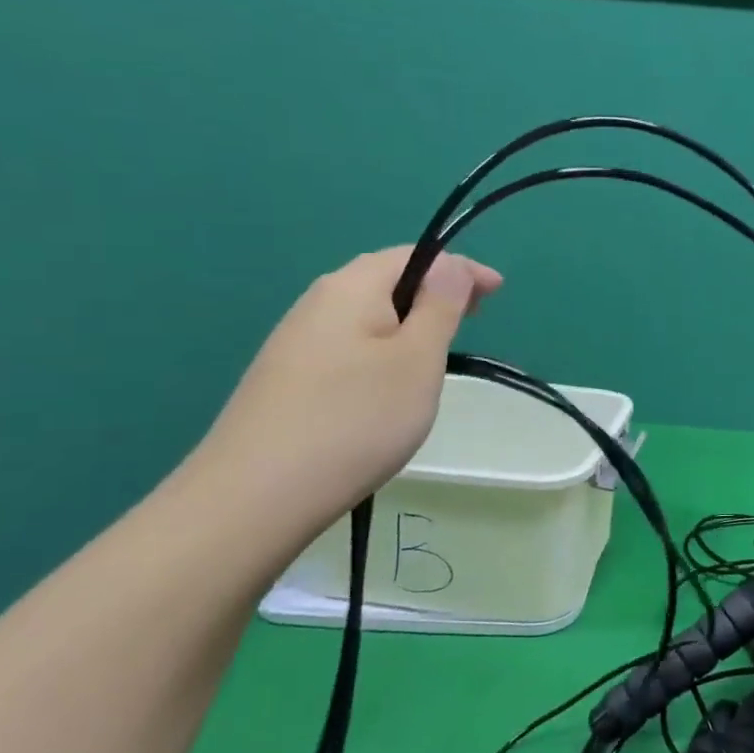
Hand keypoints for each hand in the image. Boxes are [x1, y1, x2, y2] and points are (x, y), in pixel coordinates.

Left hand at [180, 247, 500, 549]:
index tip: (497, 292)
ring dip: (408, 322)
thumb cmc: (356, 420)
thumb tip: (449, 265)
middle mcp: (317, 302)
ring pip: (365, 315)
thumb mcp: (417, 359)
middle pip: (385, 280)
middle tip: (473, 317)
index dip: (460, 268)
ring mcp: (295, 342)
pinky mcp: (286, 378)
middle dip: (433, 292)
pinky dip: (381, 349)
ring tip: (437, 352)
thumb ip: (439, 306)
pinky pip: (347, 345)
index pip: (414, 256)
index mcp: (351, 287)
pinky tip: (388, 385)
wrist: (256, 497)